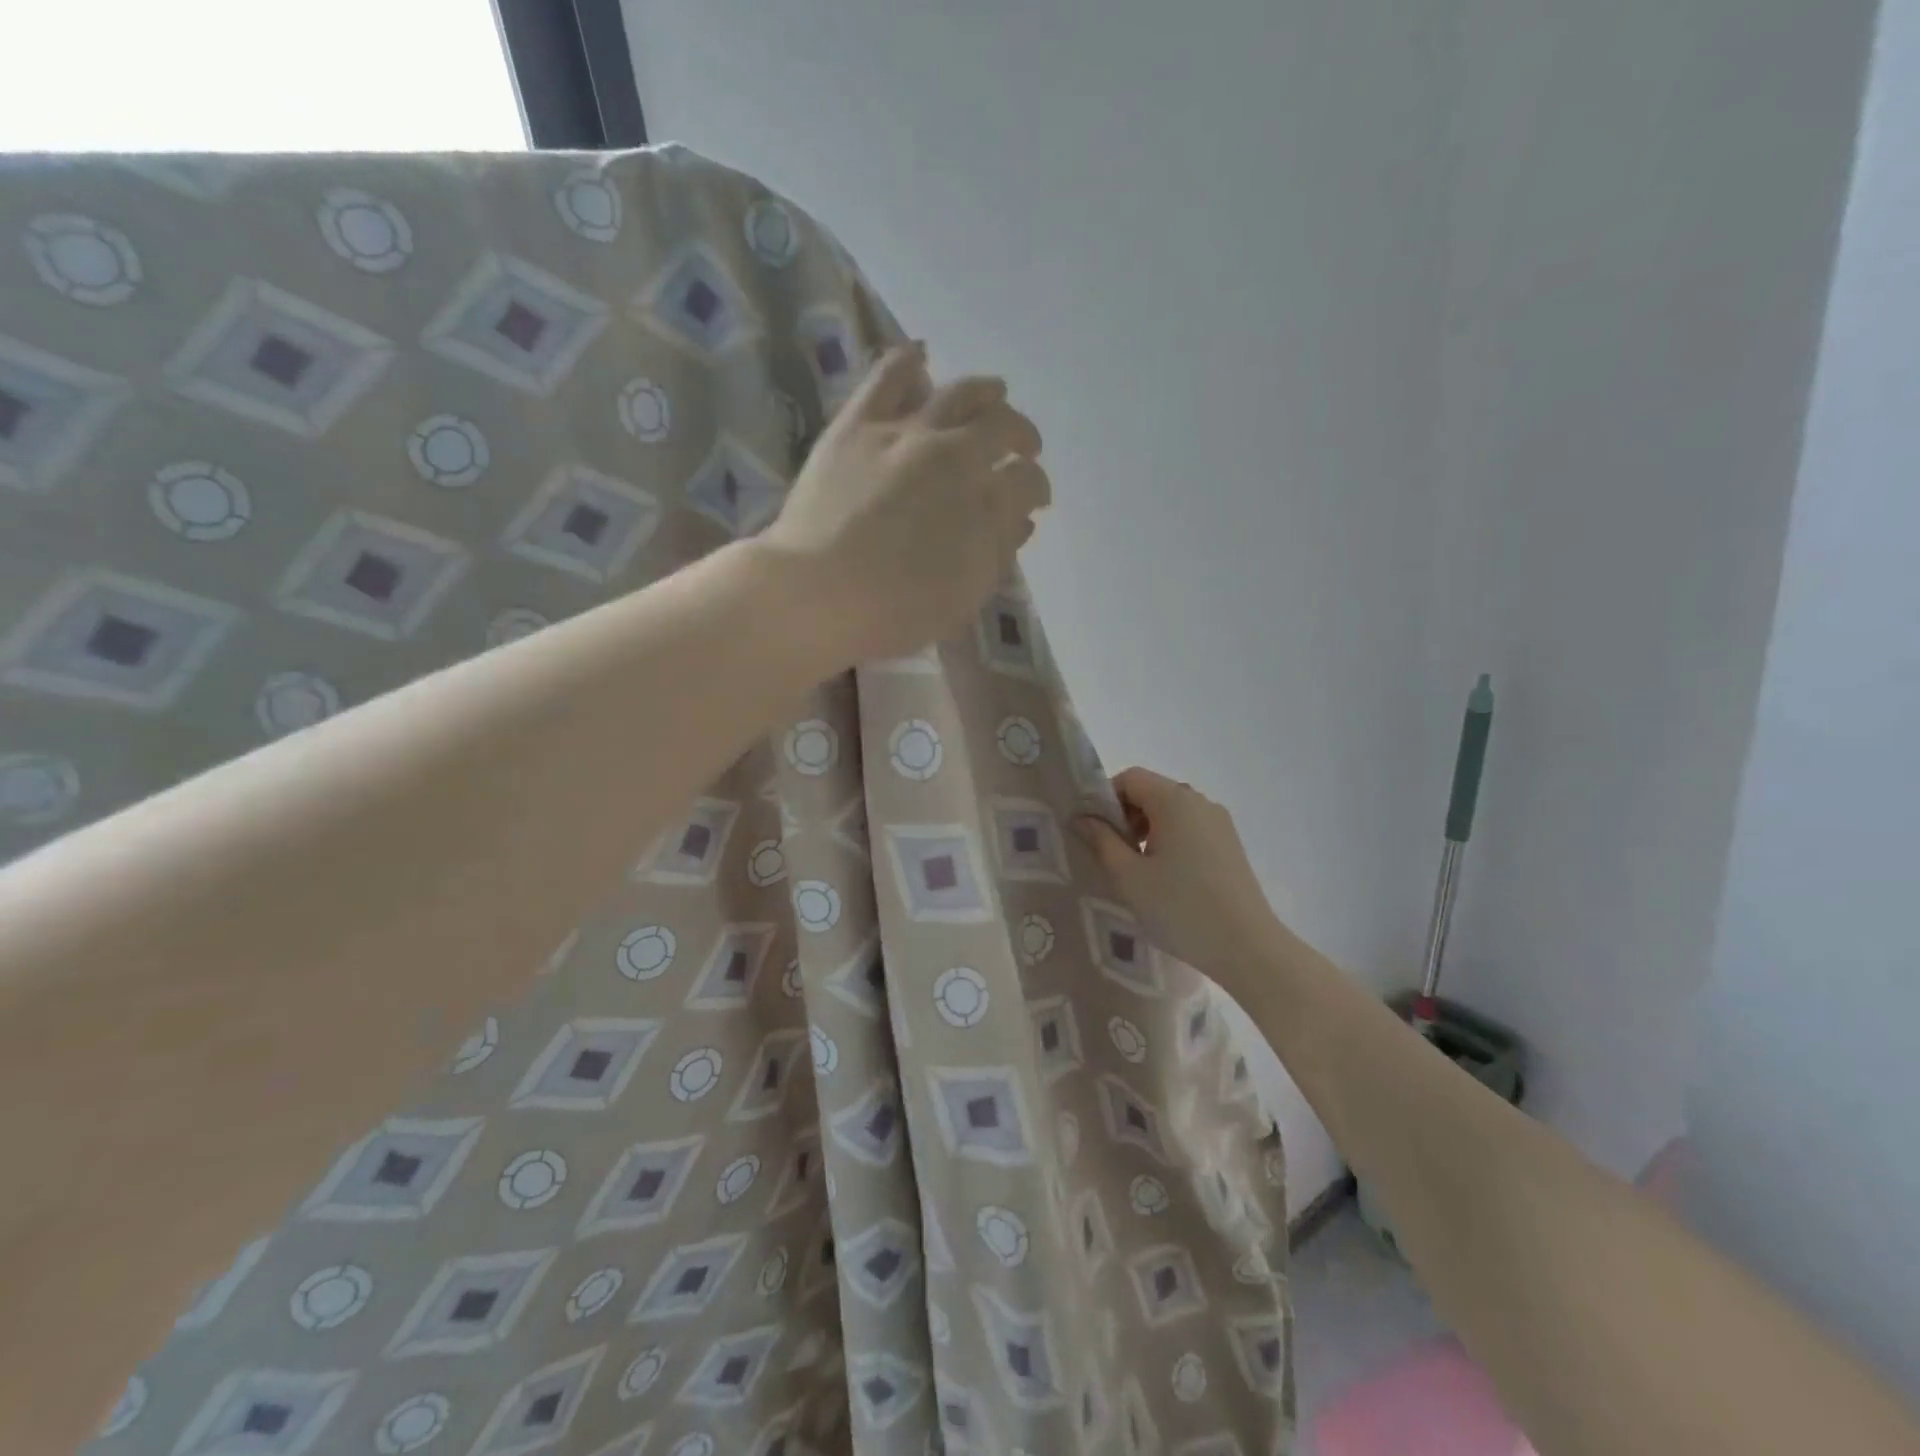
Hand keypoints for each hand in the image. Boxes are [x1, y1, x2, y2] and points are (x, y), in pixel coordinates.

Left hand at [761, 343, 1048, 665]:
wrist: (818, 594)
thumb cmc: (894, 611)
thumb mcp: (962, 598)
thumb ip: (996, 554)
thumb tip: (1020, 521)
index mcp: (986, 504)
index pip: (1028, 482)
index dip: (1036, 489)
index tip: (1034, 499)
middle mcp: (957, 456)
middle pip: (1003, 428)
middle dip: (1022, 436)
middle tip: (1023, 446)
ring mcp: (907, 432)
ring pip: (960, 392)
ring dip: (986, 393)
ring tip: (994, 394)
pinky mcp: (860, 422)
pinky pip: (891, 375)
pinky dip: (911, 361)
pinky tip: (923, 357)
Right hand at [1077, 767, 1286, 993]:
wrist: (1247, 948)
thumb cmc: (1180, 908)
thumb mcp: (1129, 876)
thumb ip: (1102, 841)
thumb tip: (1082, 819)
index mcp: (1175, 800)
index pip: (1130, 778)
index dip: (1105, 799)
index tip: (1094, 833)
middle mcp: (1200, 802)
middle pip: (1152, 792)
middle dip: (1125, 816)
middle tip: (1112, 855)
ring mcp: (1220, 823)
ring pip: (1171, 812)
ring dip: (1147, 830)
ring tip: (1137, 871)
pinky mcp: (1230, 845)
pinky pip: (1190, 829)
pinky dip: (1170, 841)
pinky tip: (1166, 879)